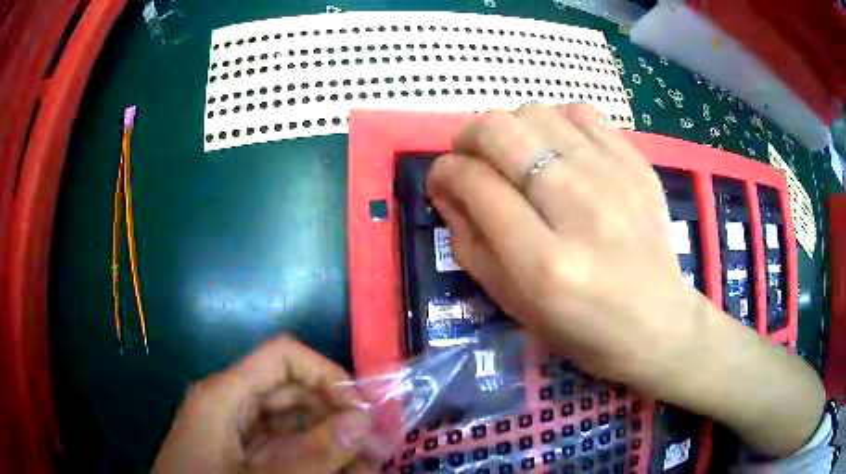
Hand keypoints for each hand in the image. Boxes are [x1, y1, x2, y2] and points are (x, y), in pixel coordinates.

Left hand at [152, 335, 370, 473]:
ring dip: (334, 440)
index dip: (326, 373)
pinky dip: (317, 456)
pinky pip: (287, 446)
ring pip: (295, 422)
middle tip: (380, 446)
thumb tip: (363, 421)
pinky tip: (344, 469)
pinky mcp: (245, 452)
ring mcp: (239, 431)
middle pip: (294, 390)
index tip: (363, 409)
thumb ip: (311, 455)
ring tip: (371, 464)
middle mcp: (232, 404)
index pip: (283, 357)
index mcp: (225, 395)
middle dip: (339, 415)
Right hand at [427, 103, 686, 383]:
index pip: (476, 183)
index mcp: (544, 263)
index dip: (445, 172)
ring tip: (518, 157)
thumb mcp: (512, 303)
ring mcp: (616, 180)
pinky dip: (557, 123)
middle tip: (473, 159)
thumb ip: (469, 242)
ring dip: (512, 129)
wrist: (657, 323)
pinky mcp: (638, 166)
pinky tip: (560, 151)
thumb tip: (447, 186)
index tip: (443, 180)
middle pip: (502, 131)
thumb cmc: (581, 328)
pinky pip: (582, 113)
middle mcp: (580, 210)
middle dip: (470, 137)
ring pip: (538, 113)